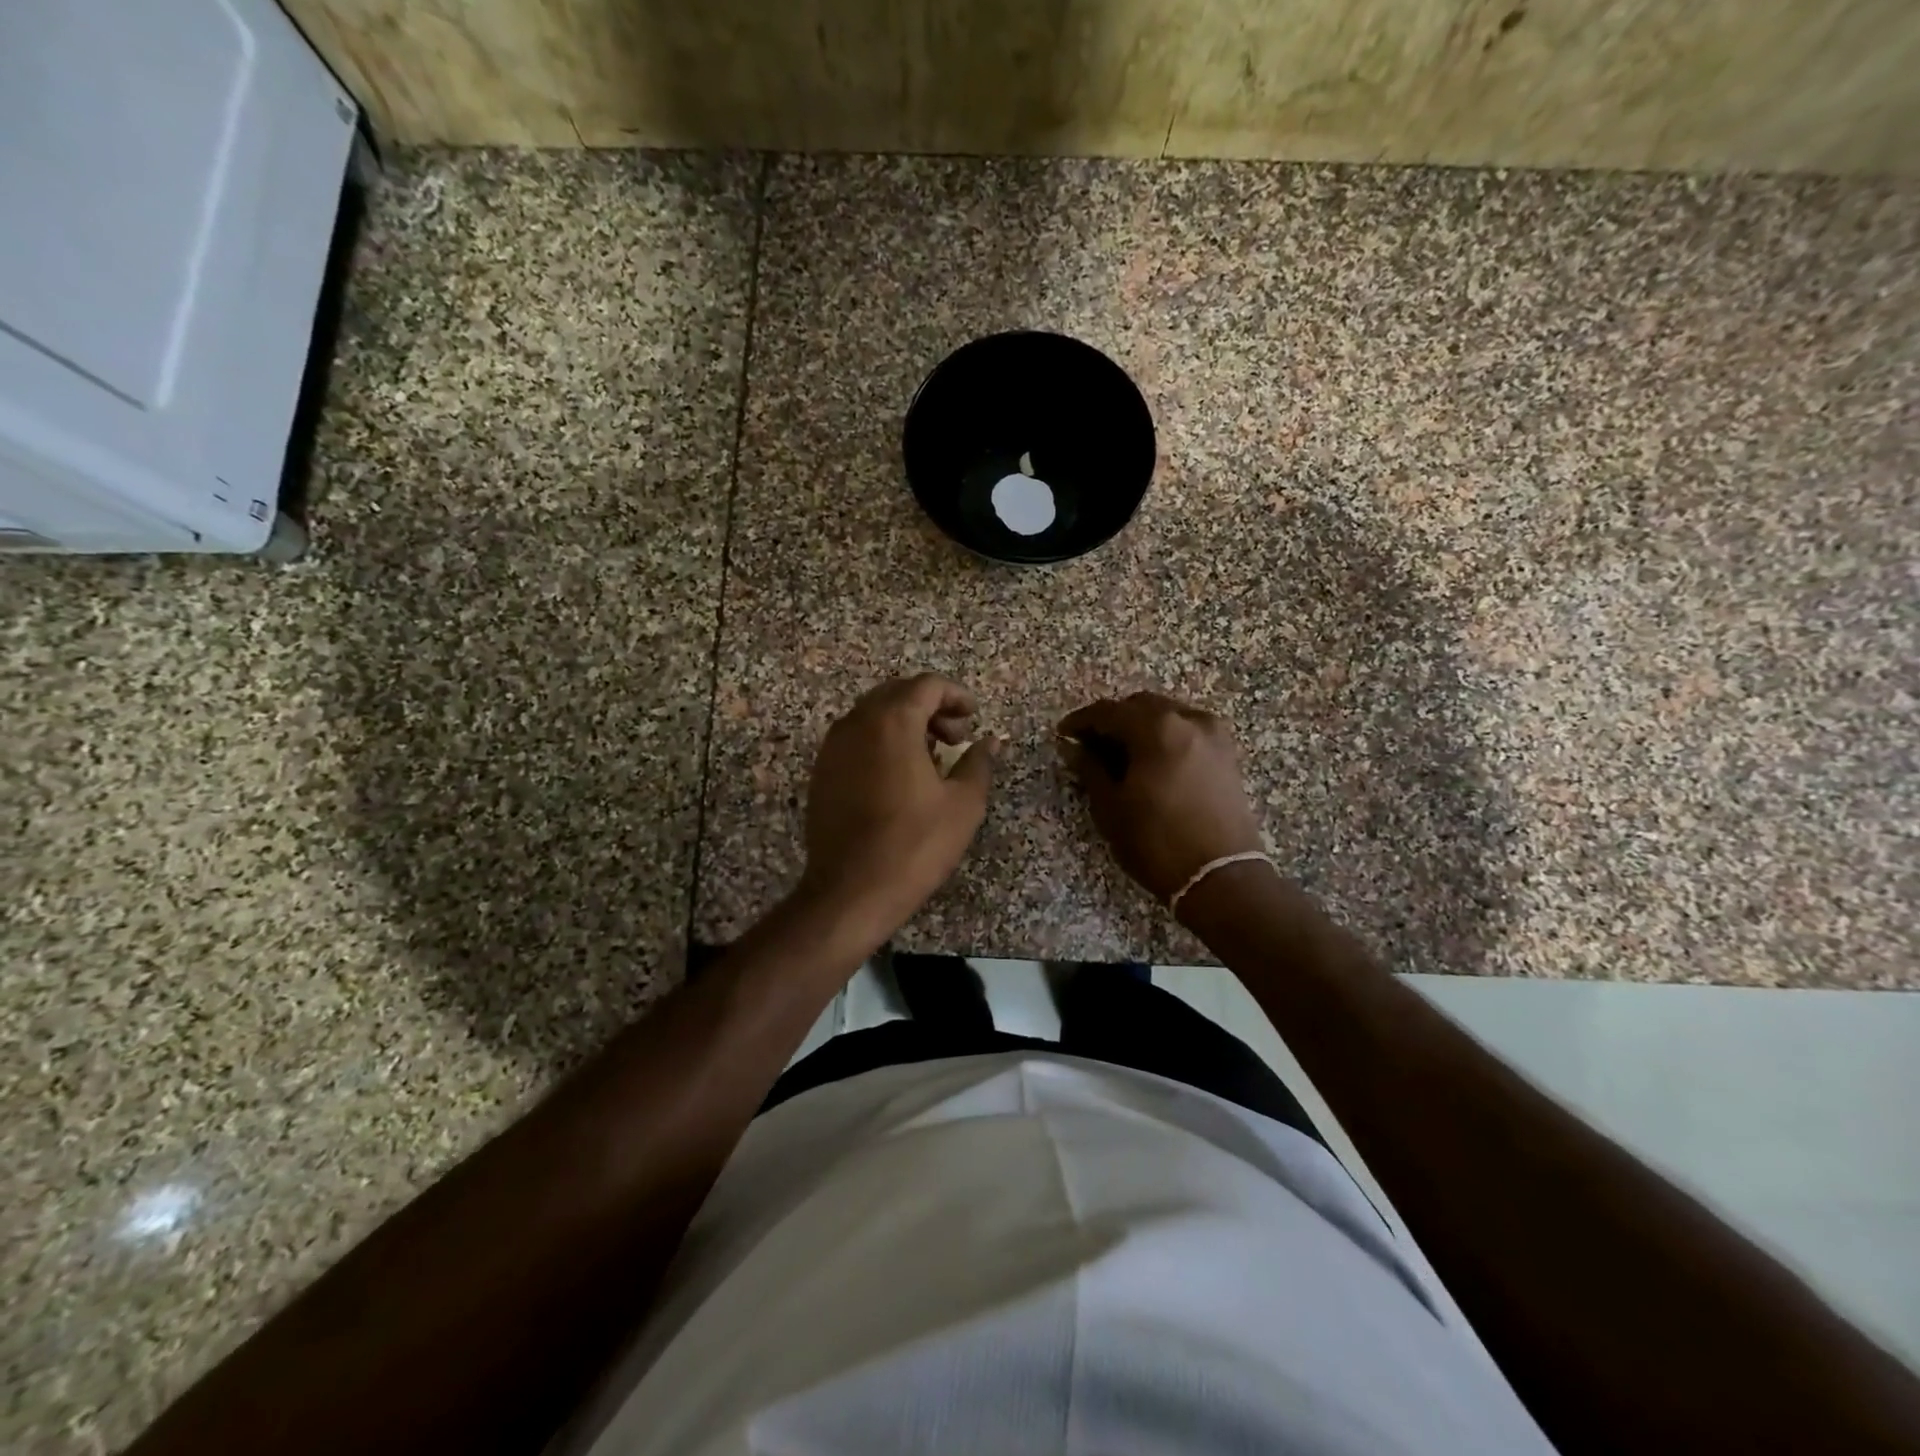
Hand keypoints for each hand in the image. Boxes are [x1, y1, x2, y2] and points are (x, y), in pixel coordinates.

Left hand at [797, 673, 1000, 942]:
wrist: (851, 891)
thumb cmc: (915, 844)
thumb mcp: (963, 804)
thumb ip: (978, 762)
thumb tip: (990, 741)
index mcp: (892, 721)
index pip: (927, 685)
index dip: (956, 695)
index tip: (974, 717)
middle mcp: (857, 723)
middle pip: (897, 694)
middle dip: (930, 707)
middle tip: (955, 737)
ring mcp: (833, 747)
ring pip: (873, 715)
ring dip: (905, 723)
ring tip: (931, 757)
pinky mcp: (822, 771)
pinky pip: (856, 738)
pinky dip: (881, 741)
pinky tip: (899, 776)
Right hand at [1057, 691, 1264, 903]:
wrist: (1221, 877)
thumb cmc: (1157, 843)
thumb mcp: (1111, 807)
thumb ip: (1091, 768)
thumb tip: (1075, 748)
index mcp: (1157, 728)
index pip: (1109, 711)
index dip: (1082, 721)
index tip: (1064, 734)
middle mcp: (1189, 720)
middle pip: (1141, 705)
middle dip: (1113, 720)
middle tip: (1090, 744)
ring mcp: (1213, 735)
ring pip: (1167, 715)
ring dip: (1140, 726)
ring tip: (1120, 754)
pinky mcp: (1227, 754)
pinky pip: (1187, 730)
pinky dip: (1165, 736)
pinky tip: (1150, 760)